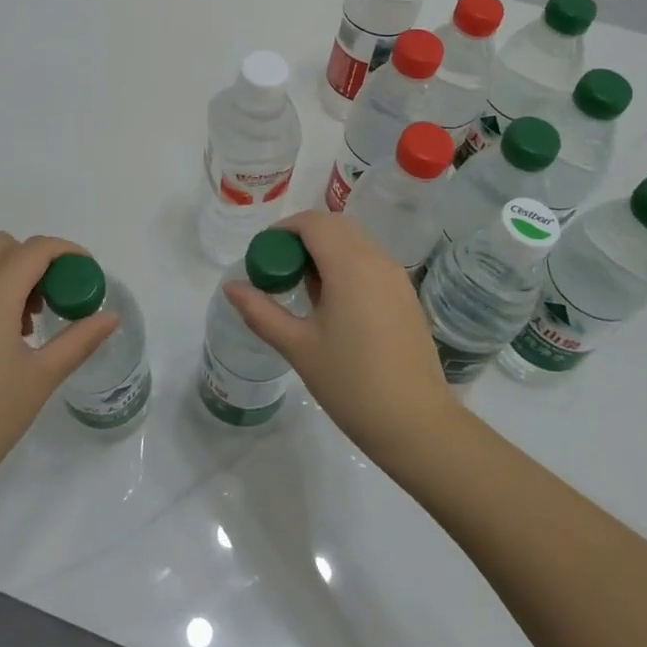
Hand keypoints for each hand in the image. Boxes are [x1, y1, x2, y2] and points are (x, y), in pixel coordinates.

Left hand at [0, 232, 118, 499]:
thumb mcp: (42, 377)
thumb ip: (79, 340)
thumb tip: (110, 318)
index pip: (36, 249)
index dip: (68, 252)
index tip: (88, 274)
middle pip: (2, 246)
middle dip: (33, 260)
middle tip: (52, 298)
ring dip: (9, 280)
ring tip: (27, 330)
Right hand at [223, 209, 457, 464]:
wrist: (416, 424)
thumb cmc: (351, 383)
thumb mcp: (298, 346)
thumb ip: (261, 311)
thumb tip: (230, 287)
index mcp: (350, 265)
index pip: (312, 223)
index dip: (283, 229)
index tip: (263, 255)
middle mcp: (377, 259)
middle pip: (335, 225)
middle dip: (303, 236)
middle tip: (279, 269)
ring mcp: (396, 276)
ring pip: (355, 241)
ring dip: (326, 249)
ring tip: (303, 288)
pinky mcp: (406, 295)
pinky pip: (370, 261)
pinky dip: (346, 264)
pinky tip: (333, 304)